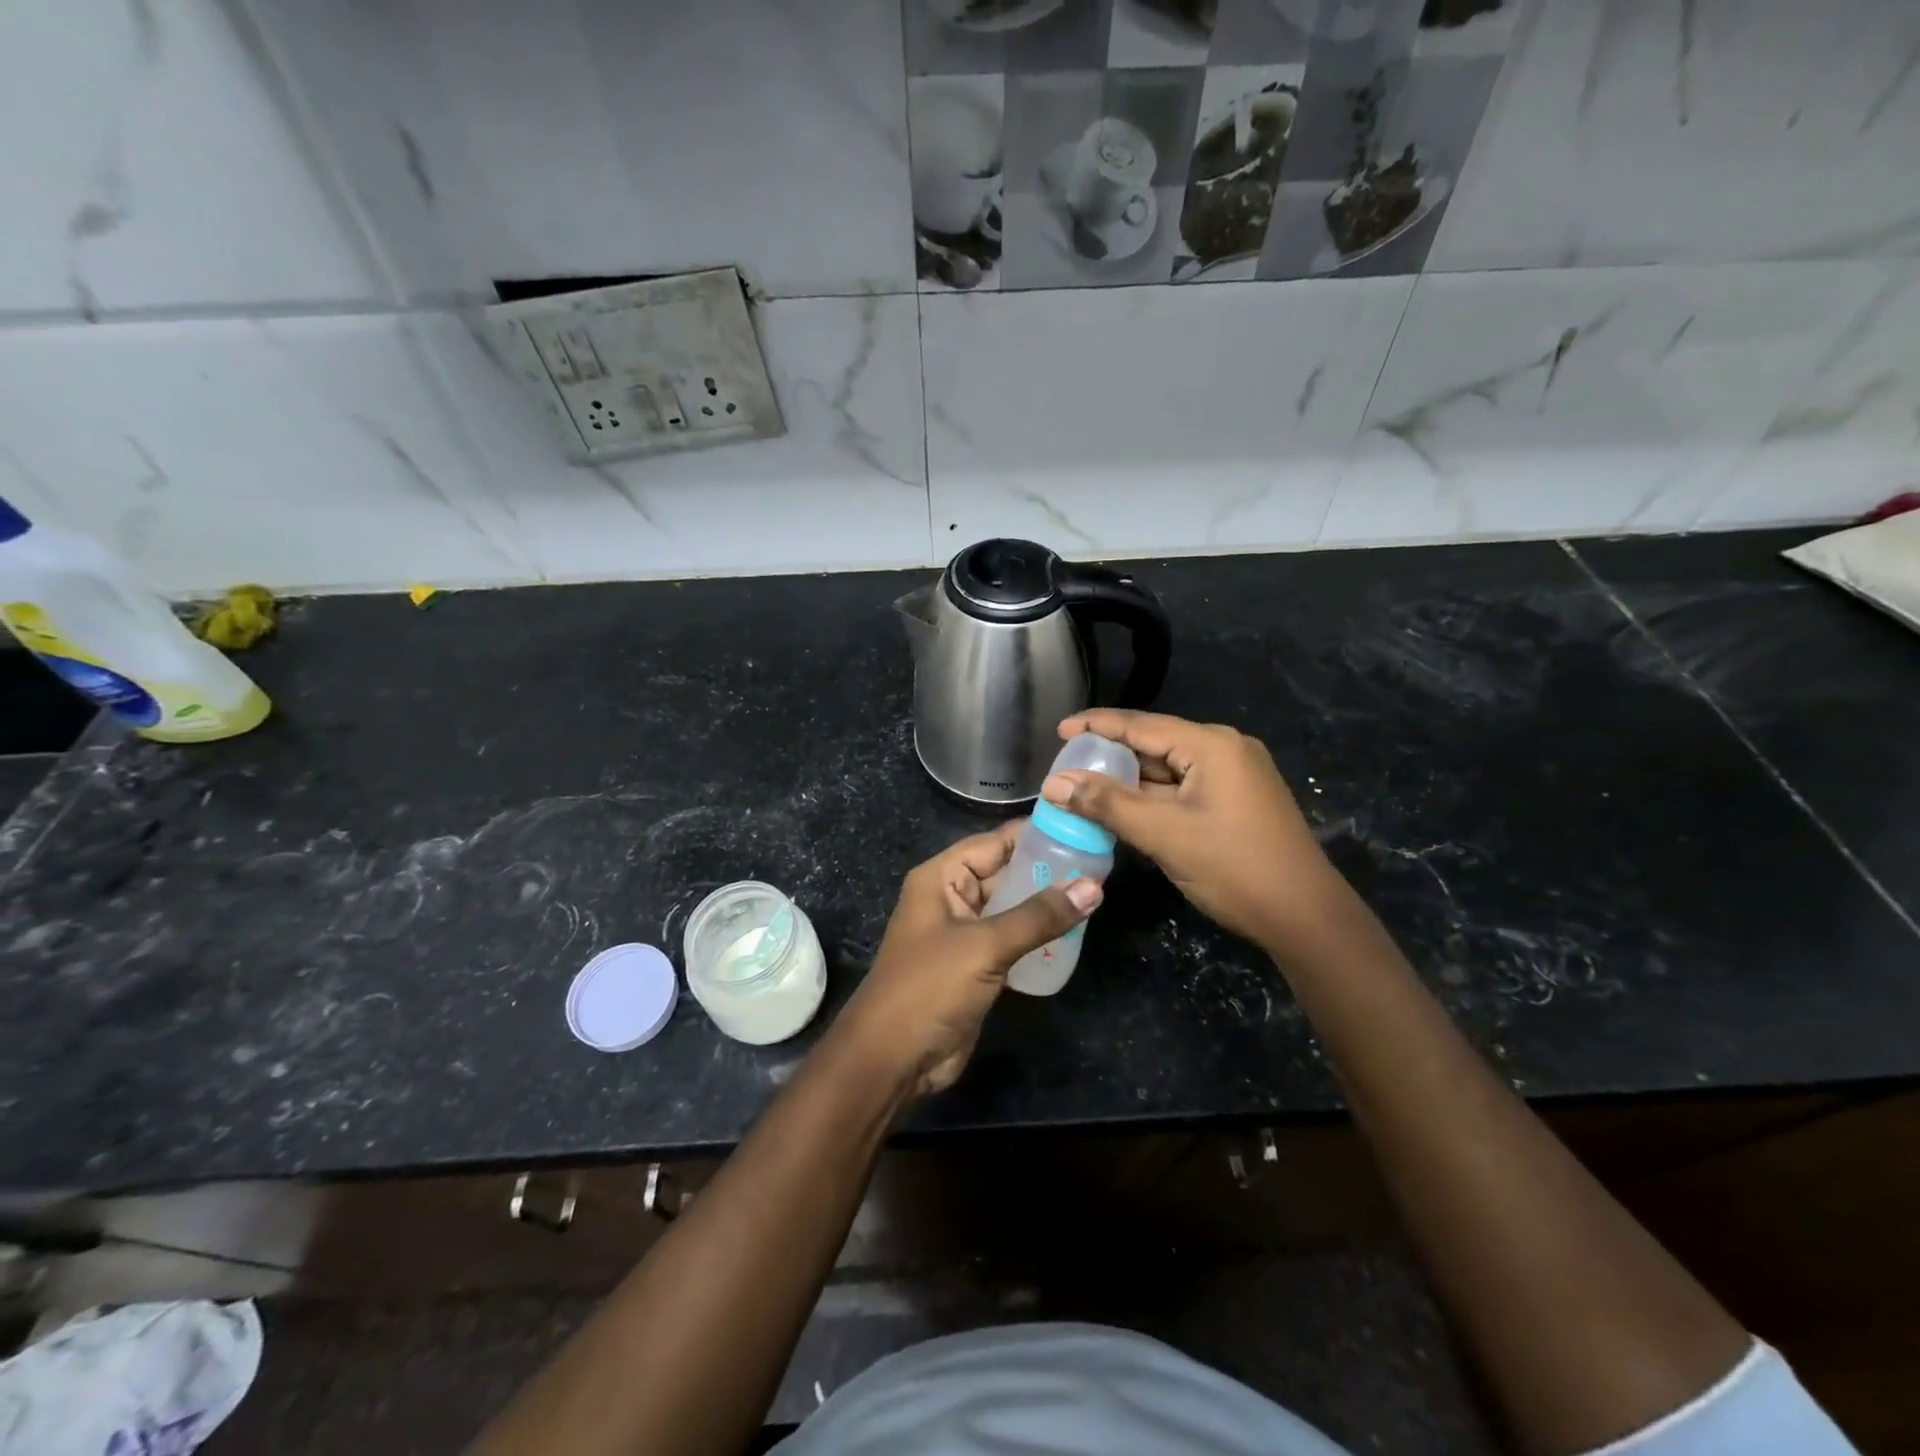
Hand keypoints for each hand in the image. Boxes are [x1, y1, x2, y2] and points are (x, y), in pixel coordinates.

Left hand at [836, 823, 1101, 1098]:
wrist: (893, 1060)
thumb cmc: (929, 988)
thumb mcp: (985, 946)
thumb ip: (1038, 916)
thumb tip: (1094, 886)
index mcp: (942, 878)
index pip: (994, 842)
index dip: (1036, 834)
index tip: (1082, 826)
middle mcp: (952, 898)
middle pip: (1005, 872)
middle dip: (1048, 869)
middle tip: (1101, 864)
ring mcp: (964, 933)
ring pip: (1012, 907)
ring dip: (1046, 904)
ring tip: (1097, 893)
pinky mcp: (976, 966)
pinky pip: (1012, 939)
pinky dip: (1039, 936)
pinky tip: (1075, 933)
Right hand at [1044, 710, 1343, 951]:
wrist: (1305, 917)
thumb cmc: (1234, 867)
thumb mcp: (1164, 834)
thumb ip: (1107, 804)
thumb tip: (1053, 784)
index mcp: (1212, 745)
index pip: (1140, 725)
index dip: (1095, 726)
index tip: (1058, 730)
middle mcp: (1225, 750)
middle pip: (1154, 744)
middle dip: (1110, 757)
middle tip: (1066, 769)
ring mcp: (1234, 776)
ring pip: (1167, 770)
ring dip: (1129, 781)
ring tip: (1084, 789)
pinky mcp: (1236, 801)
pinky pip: (1183, 789)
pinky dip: (1152, 798)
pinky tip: (1123, 810)